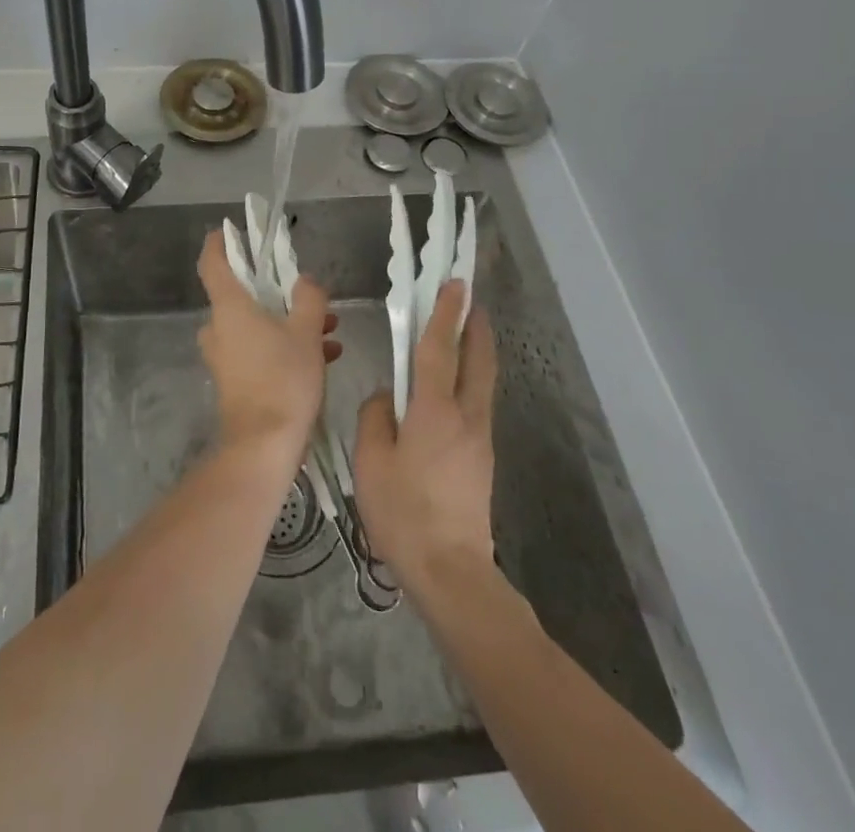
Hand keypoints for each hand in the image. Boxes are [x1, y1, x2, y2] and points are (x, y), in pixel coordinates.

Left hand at [196, 229, 336, 459]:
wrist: (263, 446)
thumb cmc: (283, 380)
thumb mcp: (307, 333)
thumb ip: (309, 299)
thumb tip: (305, 282)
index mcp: (229, 307)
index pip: (212, 263)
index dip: (218, 244)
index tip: (229, 231)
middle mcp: (219, 328)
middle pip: (241, 296)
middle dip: (277, 293)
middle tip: (309, 296)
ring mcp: (223, 356)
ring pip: (255, 326)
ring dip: (288, 323)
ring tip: (329, 332)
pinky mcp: (233, 381)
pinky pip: (258, 351)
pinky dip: (284, 348)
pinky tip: (323, 358)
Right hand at [354, 281, 498, 598]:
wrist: (451, 571)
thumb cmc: (402, 512)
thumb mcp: (370, 460)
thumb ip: (375, 416)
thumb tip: (388, 397)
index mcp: (434, 410)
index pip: (439, 348)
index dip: (445, 313)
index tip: (454, 284)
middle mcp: (466, 416)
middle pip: (478, 359)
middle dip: (475, 326)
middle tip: (469, 300)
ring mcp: (480, 438)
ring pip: (483, 381)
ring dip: (476, 350)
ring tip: (463, 333)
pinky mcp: (482, 458)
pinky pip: (478, 403)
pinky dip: (471, 378)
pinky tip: (452, 387)